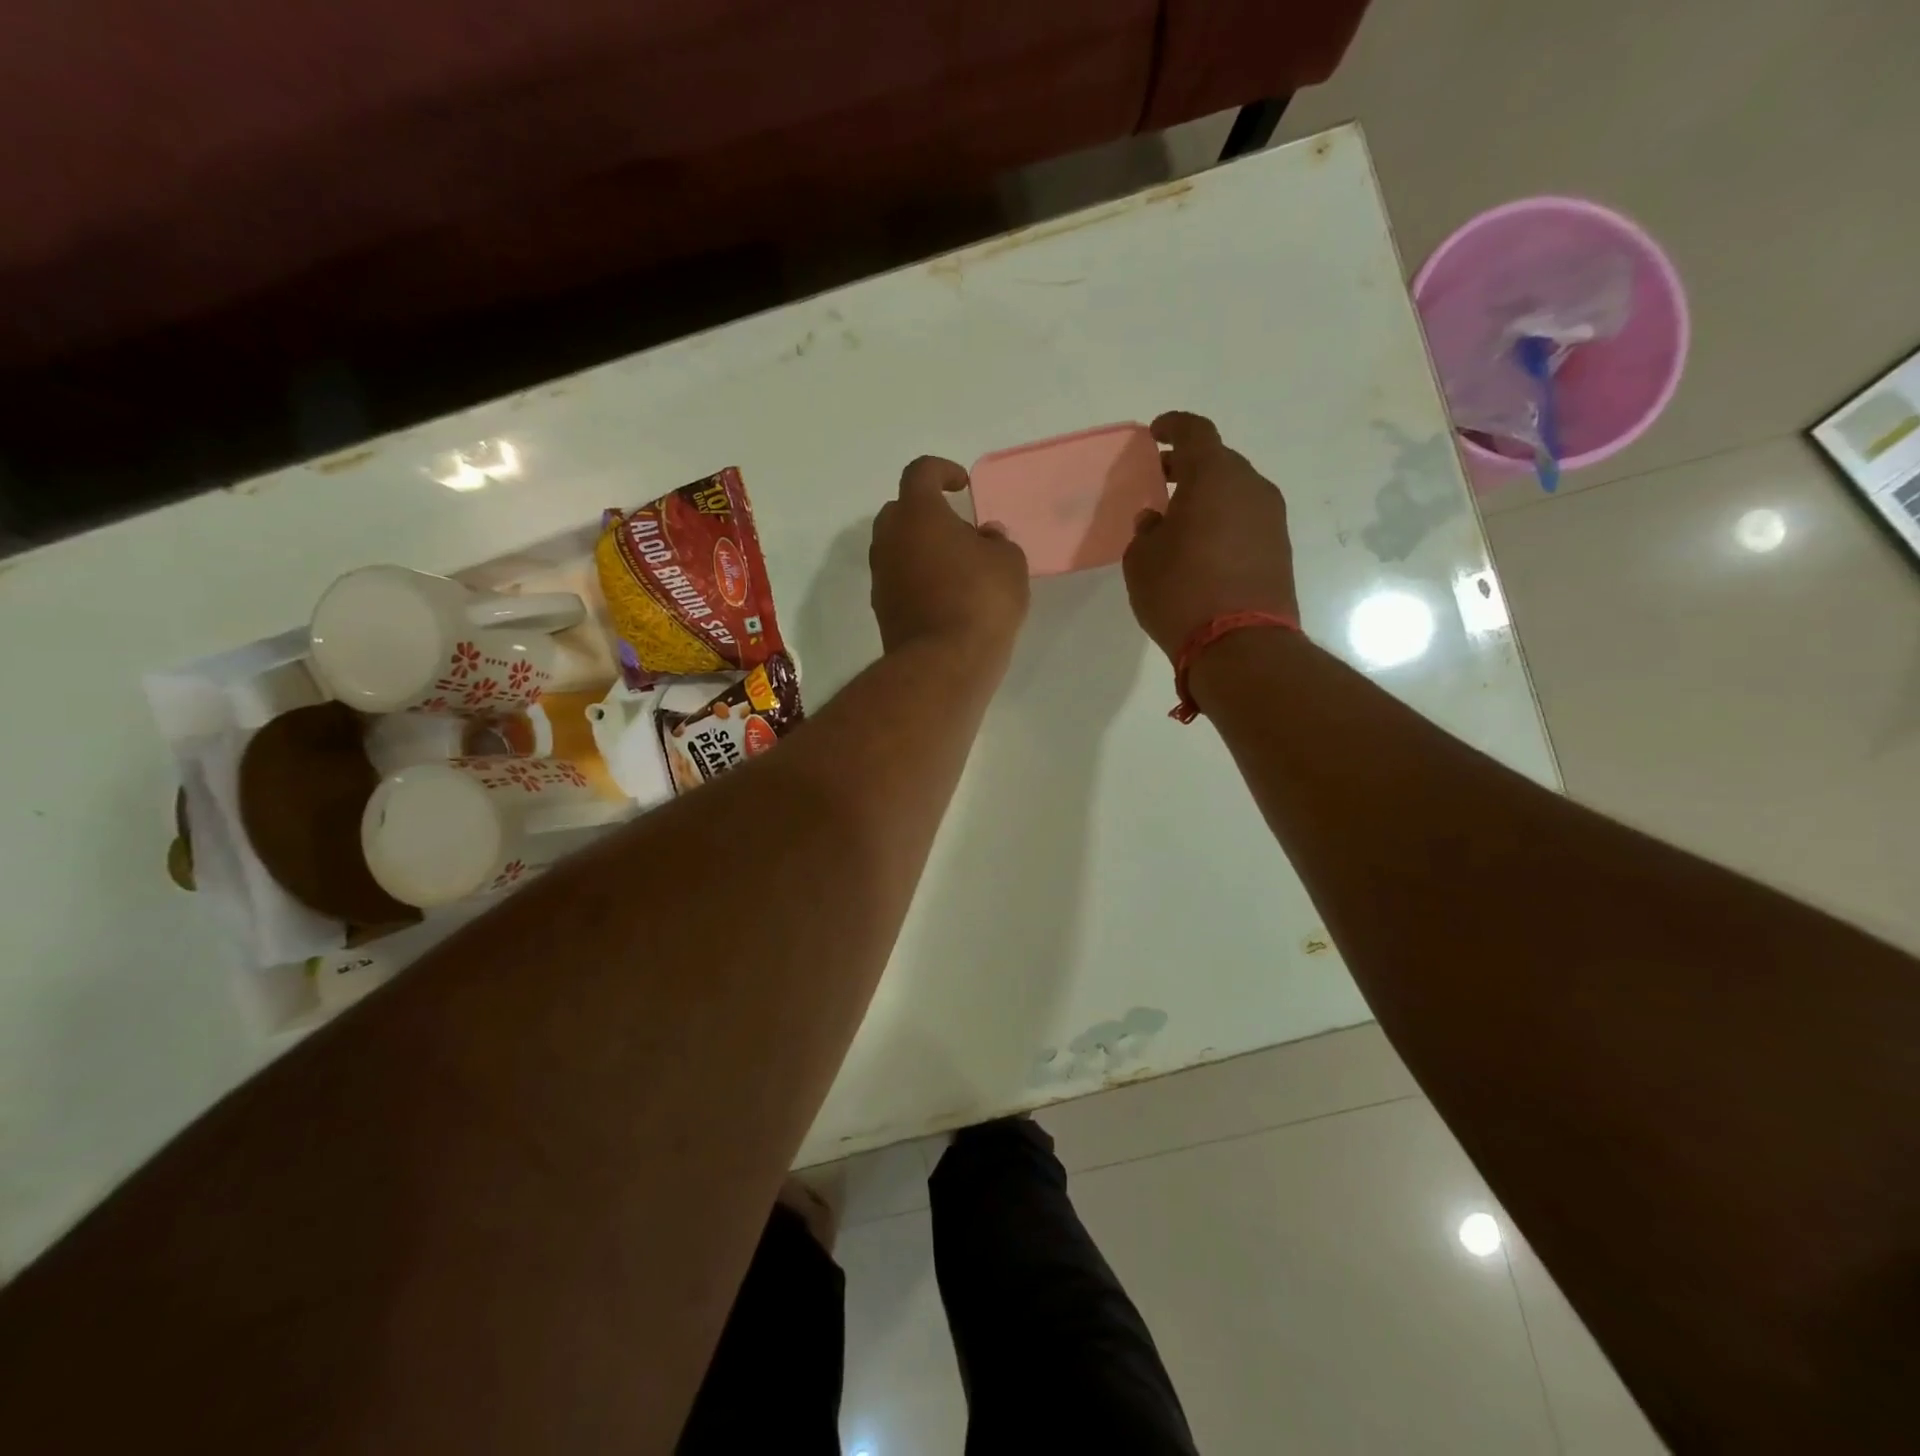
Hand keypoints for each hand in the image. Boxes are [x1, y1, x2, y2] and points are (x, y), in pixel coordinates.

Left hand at [870, 456, 1029, 660]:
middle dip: (926, 513)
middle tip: (958, 531)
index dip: (942, 471)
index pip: (920, 473)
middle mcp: (890, 539)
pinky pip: (898, 580)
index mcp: (918, 514)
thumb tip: (985, 537)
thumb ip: (998, 541)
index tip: (962, 486)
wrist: (944, 663)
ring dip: (920, 549)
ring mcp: (881, 576)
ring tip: (955, 568)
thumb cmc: (981, 600)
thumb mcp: (1009, 563)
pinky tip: (945, 597)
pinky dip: (916, 579)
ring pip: (896, 548)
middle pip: (901, 511)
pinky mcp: (882, 609)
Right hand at [1122, 412, 1298, 659]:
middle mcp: (1250, 487)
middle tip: (1161, 481)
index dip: (1173, 427)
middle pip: (1219, 461)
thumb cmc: (1180, 592)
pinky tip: (1202, 547)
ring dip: (1209, 497)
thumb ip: (1146, 531)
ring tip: (1180, 520)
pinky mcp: (1281, 548)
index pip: (1195, 432)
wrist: (1240, 644)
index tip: (1155, 434)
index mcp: (1214, 476)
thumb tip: (1158, 521)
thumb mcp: (1142, 561)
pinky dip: (1224, 521)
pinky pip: (1246, 520)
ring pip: (1235, 492)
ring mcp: (1272, 518)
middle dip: (1189, 466)